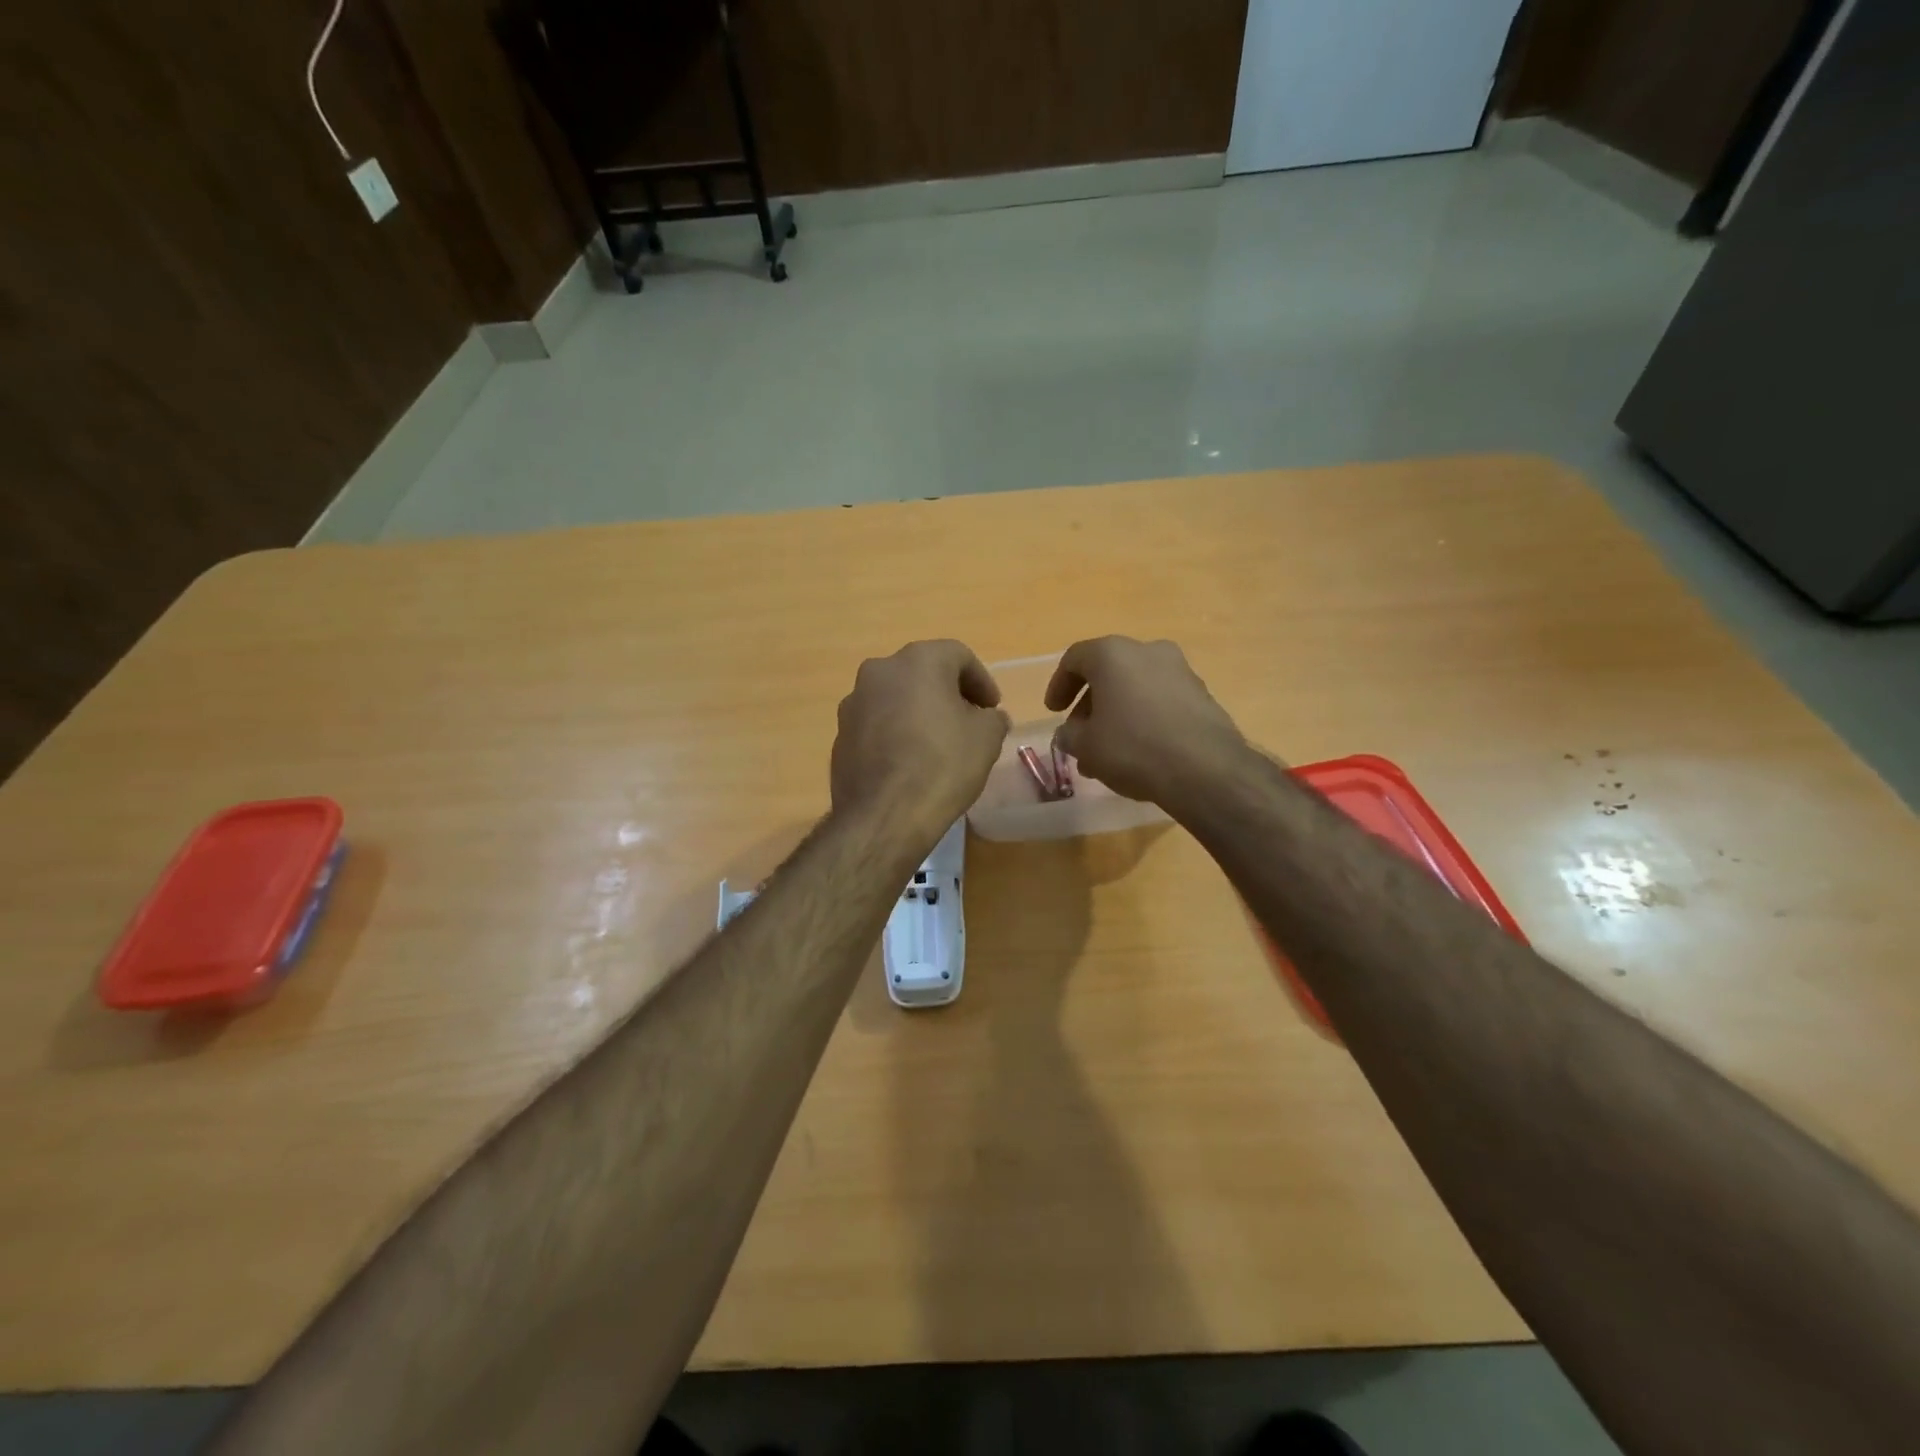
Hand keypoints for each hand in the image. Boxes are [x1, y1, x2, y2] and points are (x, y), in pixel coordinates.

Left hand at [831, 641, 1010, 840]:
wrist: (884, 814)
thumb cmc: (942, 764)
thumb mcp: (986, 739)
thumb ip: (993, 719)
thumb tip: (989, 718)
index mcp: (918, 660)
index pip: (959, 656)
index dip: (982, 681)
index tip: (992, 709)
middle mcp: (880, 671)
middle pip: (923, 672)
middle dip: (948, 694)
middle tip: (968, 721)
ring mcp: (854, 702)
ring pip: (896, 697)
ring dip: (919, 712)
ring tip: (938, 743)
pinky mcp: (840, 735)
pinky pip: (877, 724)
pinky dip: (896, 733)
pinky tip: (909, 762)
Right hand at [1046, 637, 1258, 812]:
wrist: (1205, 769)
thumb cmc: (1133, 748)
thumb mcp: (1086, 746)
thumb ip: (1069, 735)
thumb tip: (1069, 733)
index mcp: (1113, 654)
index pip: (1074, 658)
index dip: (1058, 685)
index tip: (1054, 712)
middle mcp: (1148, 651)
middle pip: (1108, 671)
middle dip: (1090, 704)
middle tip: (1080, 734)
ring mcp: (1180, 671)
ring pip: (1136, 687)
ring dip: (1117, 713)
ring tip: (1107, 751)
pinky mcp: (1202, 695)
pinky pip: (1161, 700)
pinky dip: (1144, 718)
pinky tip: (1139, 751)